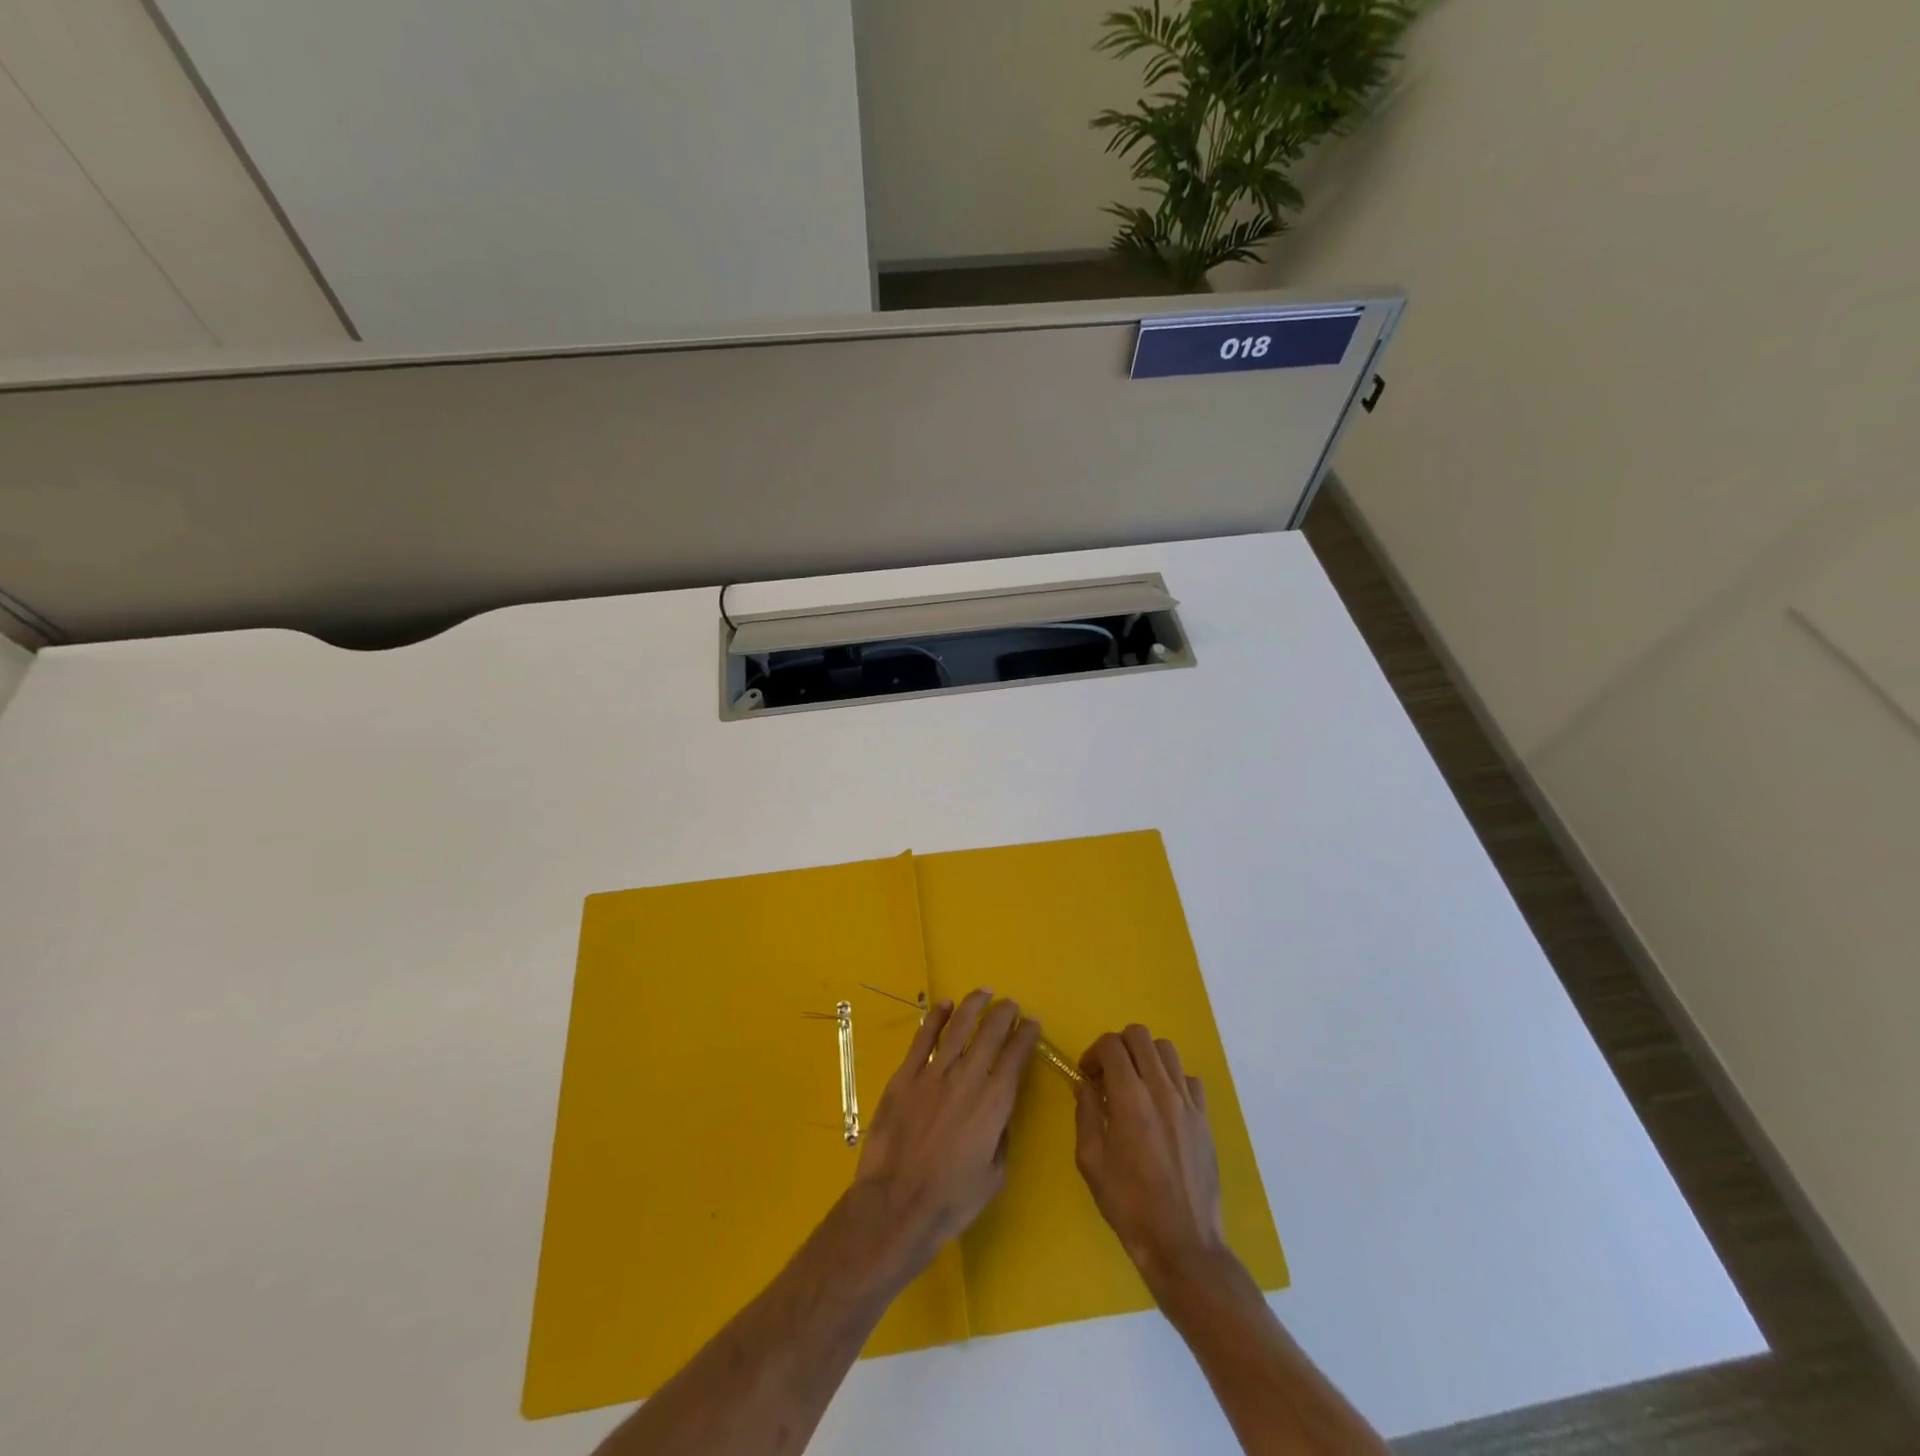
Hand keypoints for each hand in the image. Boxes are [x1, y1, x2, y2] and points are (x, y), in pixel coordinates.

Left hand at [853, 989, 1041, 1269]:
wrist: (898, 1204)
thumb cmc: (952, 1199)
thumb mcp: (995, 1174)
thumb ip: (1001, 1135)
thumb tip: (1000, 1111)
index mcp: (995, 1102)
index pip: (1016, 1057)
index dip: (1026, 1036)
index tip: (1032, 1023)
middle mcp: (968, 1078)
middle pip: (990, 1033)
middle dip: (1003, 1013)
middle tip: (1010, 1003)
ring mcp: (934, 1073)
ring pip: (958, 1027)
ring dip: (973, 1006)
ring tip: (983, 992)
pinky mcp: (905, 1076)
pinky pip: (923, 1039)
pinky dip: (935, 1018)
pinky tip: (944, 1005)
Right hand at [1074, 1025, 1229, 1291]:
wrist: (1183, 1244)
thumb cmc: (1129, 1206)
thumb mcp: (1091, 1162)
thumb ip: (1086, 1115)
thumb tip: (1085, 1086)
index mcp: (1130, 1098)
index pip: (1111, 1045)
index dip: (1094, 1052)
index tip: (1088, 1075)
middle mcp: (1162, 1090)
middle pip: (1140, 1036)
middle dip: (1118, 1046)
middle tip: (1108, 1074)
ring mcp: (1188, 1103)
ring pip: (1167, 1050)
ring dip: (1145, 1057)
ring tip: (1135, 1085)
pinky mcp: (1205, 1119)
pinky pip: (1189, 1079)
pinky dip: (1172, 1080)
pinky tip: (1162, 1106)